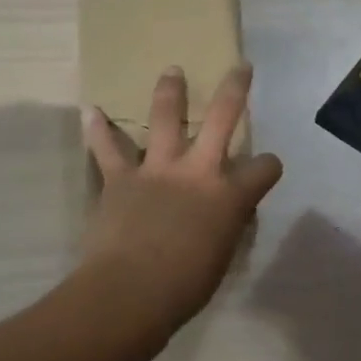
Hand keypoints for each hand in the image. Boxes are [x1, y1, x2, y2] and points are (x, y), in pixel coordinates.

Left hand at [80, 64, 283, 328]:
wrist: (130, 292)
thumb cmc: (184, 287)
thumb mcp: (220, 258)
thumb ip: (224, 228)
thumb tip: (223, 219)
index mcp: (229, 196)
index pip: (264, 169)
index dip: (269, 166)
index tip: (266, 168)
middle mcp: (198, 171)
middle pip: (222, 118)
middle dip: (234, 89)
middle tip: (240, 68)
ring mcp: (157, 169)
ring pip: (166, 118)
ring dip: (170, 91)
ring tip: (172, 71)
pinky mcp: (121, 178)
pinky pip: (107, 148)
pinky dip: (97, 130)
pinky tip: (91, 110)